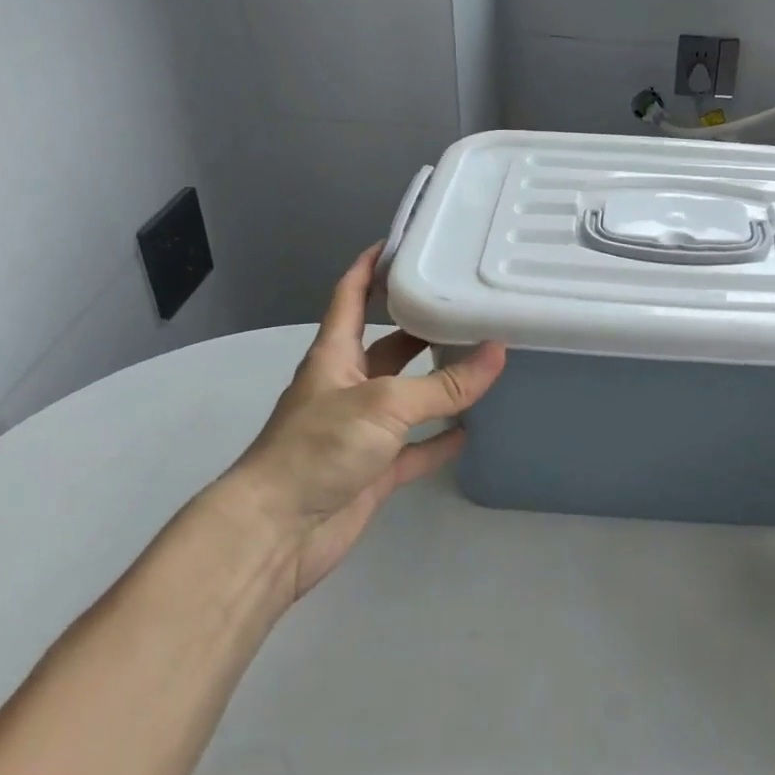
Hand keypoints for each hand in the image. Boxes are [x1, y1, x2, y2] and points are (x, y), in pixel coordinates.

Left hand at [221, 246, 505, 603]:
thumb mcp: (384, 404)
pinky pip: (415, 448)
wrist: (277, 532)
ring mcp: (361, 430)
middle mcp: (348, 385)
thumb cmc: (319, 448)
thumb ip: (443, 384)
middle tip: (467, 305)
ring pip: (408, 396)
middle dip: (422, 325)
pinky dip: (440, 439)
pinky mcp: (373, 469)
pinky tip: (471, 430)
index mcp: (335, 355)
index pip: (350, 297)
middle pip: (390, 345)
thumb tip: (498, 352)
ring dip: (439, 383)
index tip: (401, 242)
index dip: (369, 267)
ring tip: (482, 361)